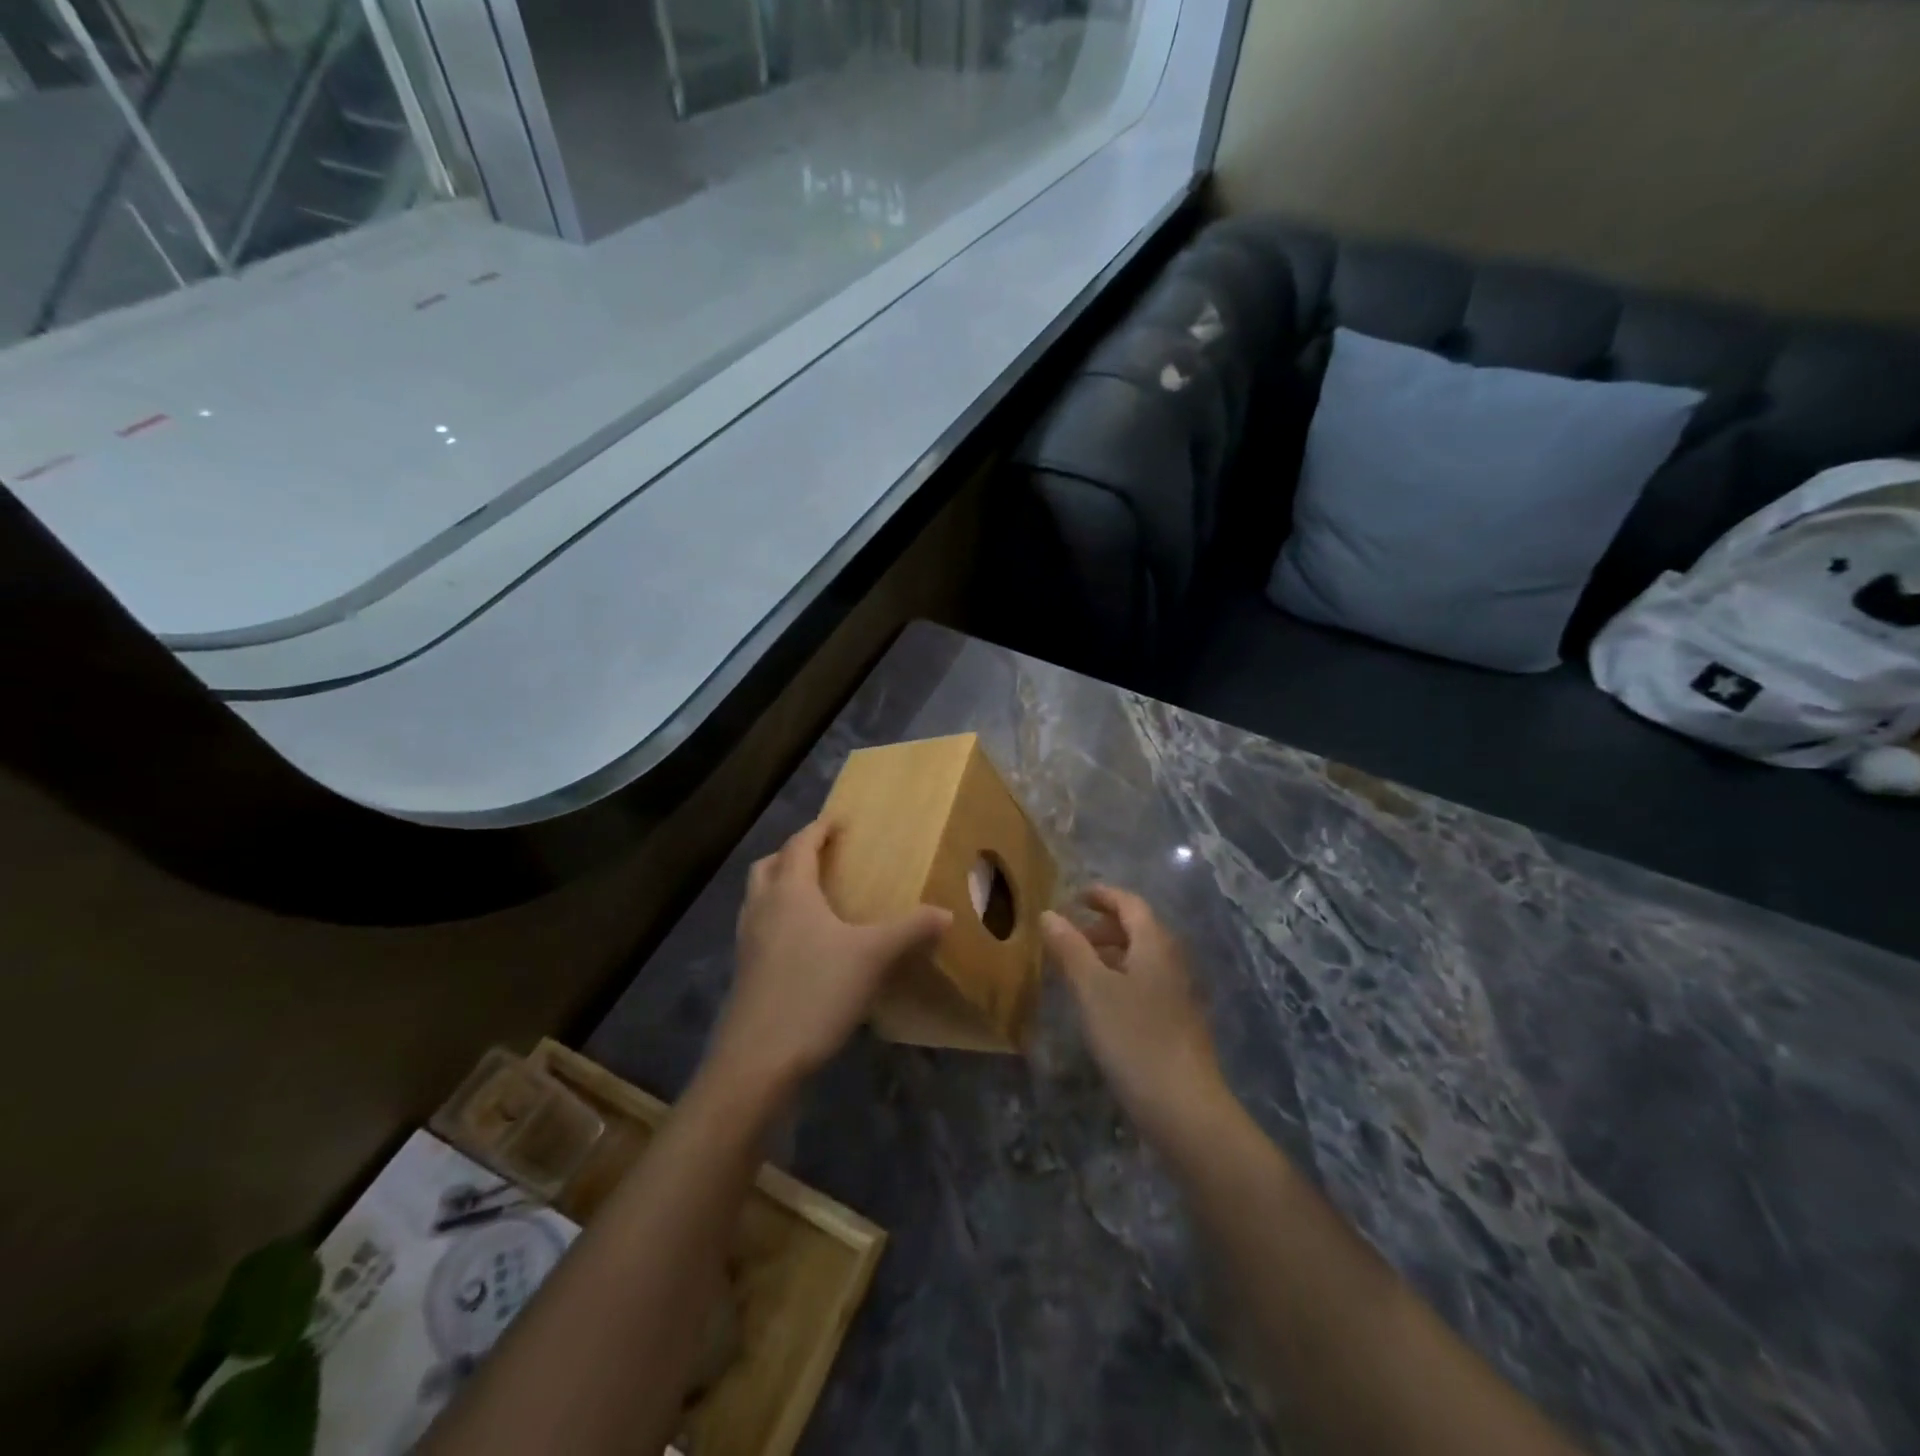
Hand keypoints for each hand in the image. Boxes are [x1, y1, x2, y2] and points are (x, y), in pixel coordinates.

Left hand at [708, 818, 951, 1097]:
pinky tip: (804, 946)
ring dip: (780, 887)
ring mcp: (747, 943)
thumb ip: (910, 931)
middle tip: (822, 856)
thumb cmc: (816, 992)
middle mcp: (762, 909)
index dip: (819, 830)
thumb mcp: (873, 958)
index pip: (800, 845)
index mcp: (790, 892)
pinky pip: (759, 930)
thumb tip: (947, 913)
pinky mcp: (744, 974)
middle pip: (769, 866)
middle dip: (793, 854)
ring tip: (813, 898)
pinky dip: (777, 921)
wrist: (759, 1060)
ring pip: (758, 898)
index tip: (838, 822)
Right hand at [1042, 887, 1231, 1147]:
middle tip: (1070, 936)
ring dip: (1111, 953)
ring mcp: (1179, 992)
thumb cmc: (1134, 1038)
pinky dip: (1121, 977)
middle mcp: (1172, 960)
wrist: (1185, 1107)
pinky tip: (1102, 1004)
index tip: (1074, 896)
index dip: (1102, 895)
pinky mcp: (1179, 1021)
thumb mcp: (1092, 990)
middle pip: (1139, 928)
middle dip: (1104, 925)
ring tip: (1078, 969)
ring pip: (1142, 957)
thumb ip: (1070, 948)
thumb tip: (1048, 913)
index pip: (1130, 903)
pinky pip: (1146, 982)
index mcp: (1154, 944)